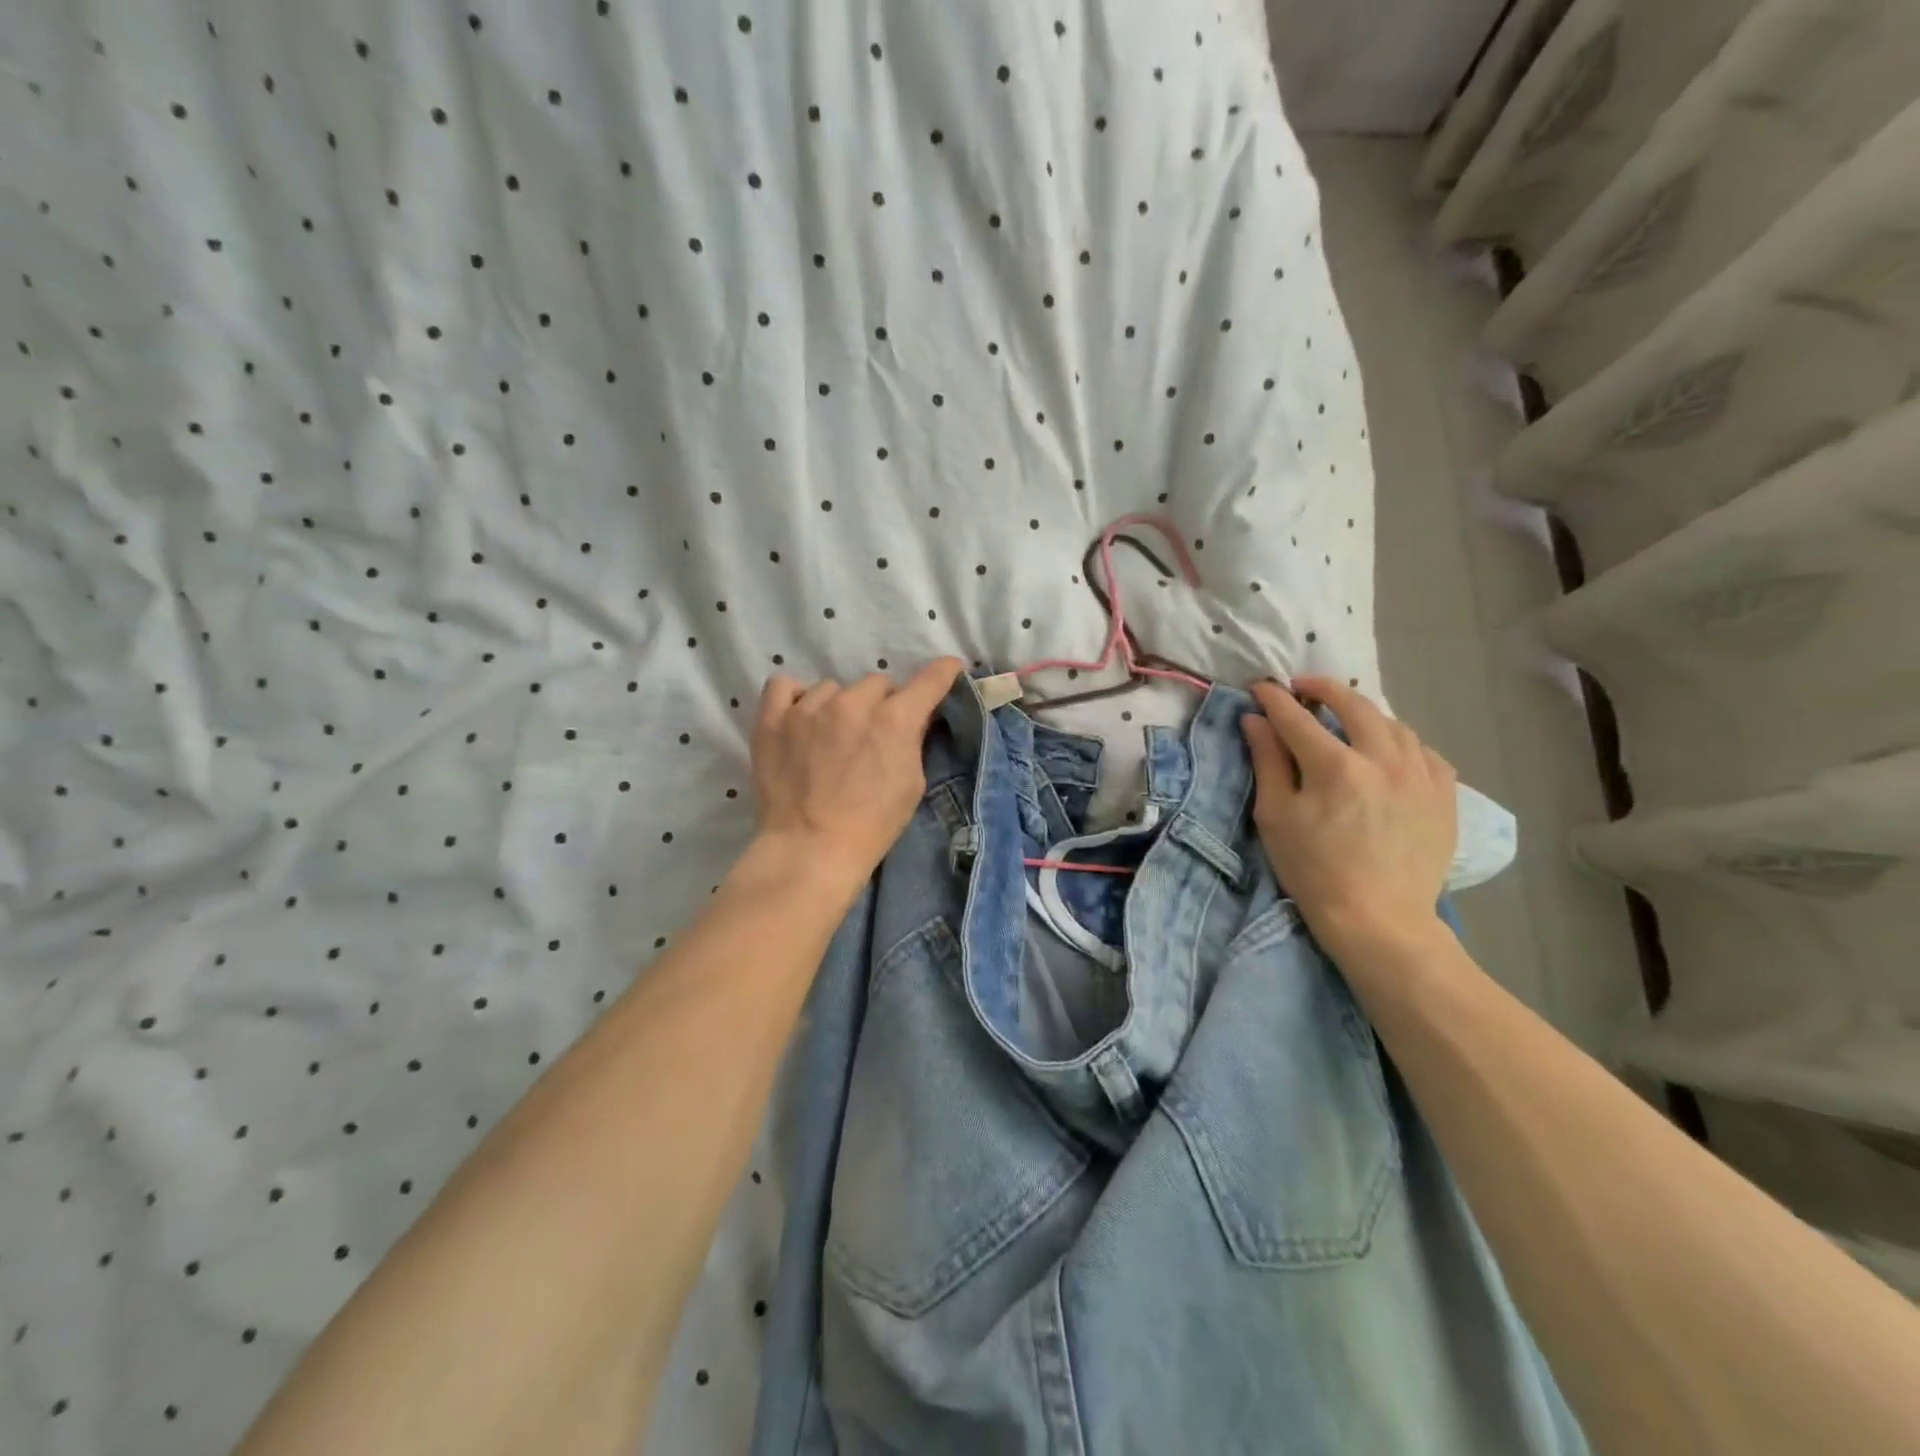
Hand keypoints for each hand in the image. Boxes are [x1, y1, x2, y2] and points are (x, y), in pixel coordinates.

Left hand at [750, 658, 964, 885]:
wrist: (810, 849)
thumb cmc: (872, 825)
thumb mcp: (911, 785)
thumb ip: (913, 741)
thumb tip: (912, 718)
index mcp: (893, 720)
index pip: (928, 680)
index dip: (943, 673)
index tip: (949, 670)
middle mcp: (852, 703)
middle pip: (877, 683)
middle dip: (880, 705)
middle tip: (873, 735)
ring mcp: (808, 708)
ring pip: (833, 688)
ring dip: (839, 706)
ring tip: (830, 738)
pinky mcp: (772, 720)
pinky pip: (784, 686)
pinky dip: (796, 698)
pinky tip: (800, 720)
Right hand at [1240, 676, 1458, 956]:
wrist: (1379, 919)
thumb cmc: (1314, 870)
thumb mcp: (1276, 816)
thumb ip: (1267, 761)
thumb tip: (1256, 720)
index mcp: (1335, 766)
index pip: (1297, 717)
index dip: (1274, 698)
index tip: (1260, 688)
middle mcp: (1383, 759)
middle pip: (1353, 705)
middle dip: (1324, 689)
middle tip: (1303, 687)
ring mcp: (1420, 774)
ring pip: (1394, 723)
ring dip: (1365, 713)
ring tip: (1346, 719)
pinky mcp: (1444, 794)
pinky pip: (1424, 751)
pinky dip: (1401, 741)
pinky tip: (1388, 752)